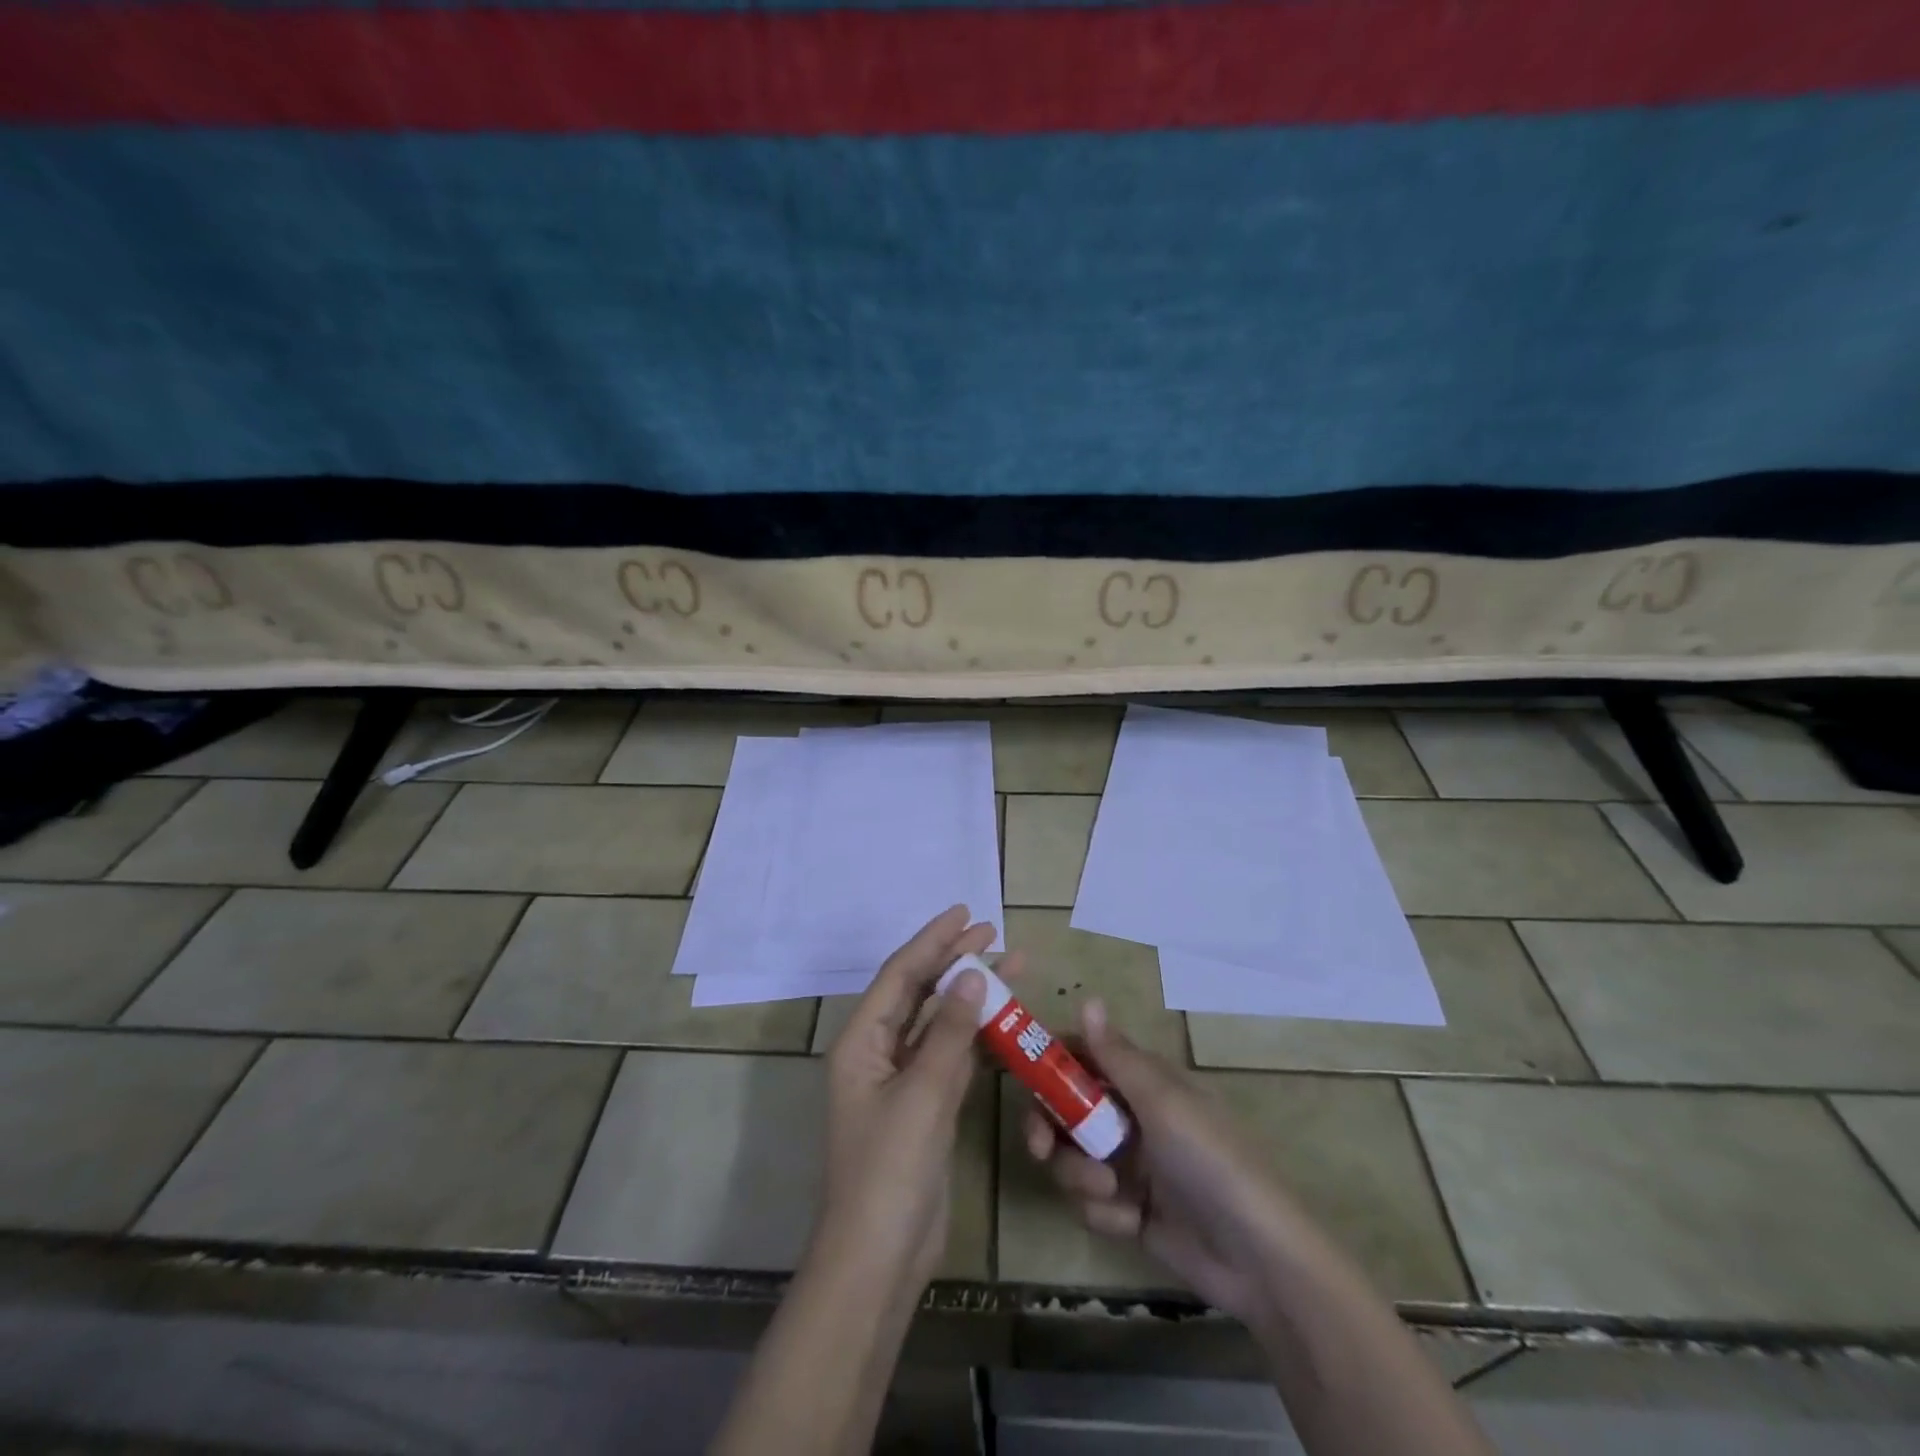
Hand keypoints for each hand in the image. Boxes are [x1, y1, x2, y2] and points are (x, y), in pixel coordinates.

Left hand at [816, 905, 1011, 1293]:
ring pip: (939, 1022)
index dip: (933, 940)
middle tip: (994, 933)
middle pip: (919, 991)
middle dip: (954, 960)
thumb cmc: (891, 1170)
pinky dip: (976, 1035)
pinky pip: (952, 1055)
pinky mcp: (925, 1105)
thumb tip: (973, 974)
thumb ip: (949, 1032)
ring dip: (971, 996)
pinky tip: (1005, 1021)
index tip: (965, 913)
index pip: (901, 975)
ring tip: (1012, 967)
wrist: (879, 1256)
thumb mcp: (923, 1094)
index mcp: (863, 1041)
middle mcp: (879, 1052)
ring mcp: (903, 1080)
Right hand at [1022, 999, 1302, 1327]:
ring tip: (1110, 1192)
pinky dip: (1105, 1213)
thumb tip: (1088, 998)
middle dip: (1050, 1128)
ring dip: (1080, 1176)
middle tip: (1040, 1146)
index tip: (1022, 1074)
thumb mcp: (1162, 1102)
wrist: (1257, 1259)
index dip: (1052, 1063)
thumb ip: (1117, 1055)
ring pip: (1073, 1158)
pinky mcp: (1130, 1212)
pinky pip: (1092, 1203)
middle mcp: (1132, 1117)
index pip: (1085, 1057)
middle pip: (1067, 1110)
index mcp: (1143, 1082)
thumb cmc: (1210, 1161)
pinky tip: (1133, 1222)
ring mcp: (1131, 1166)